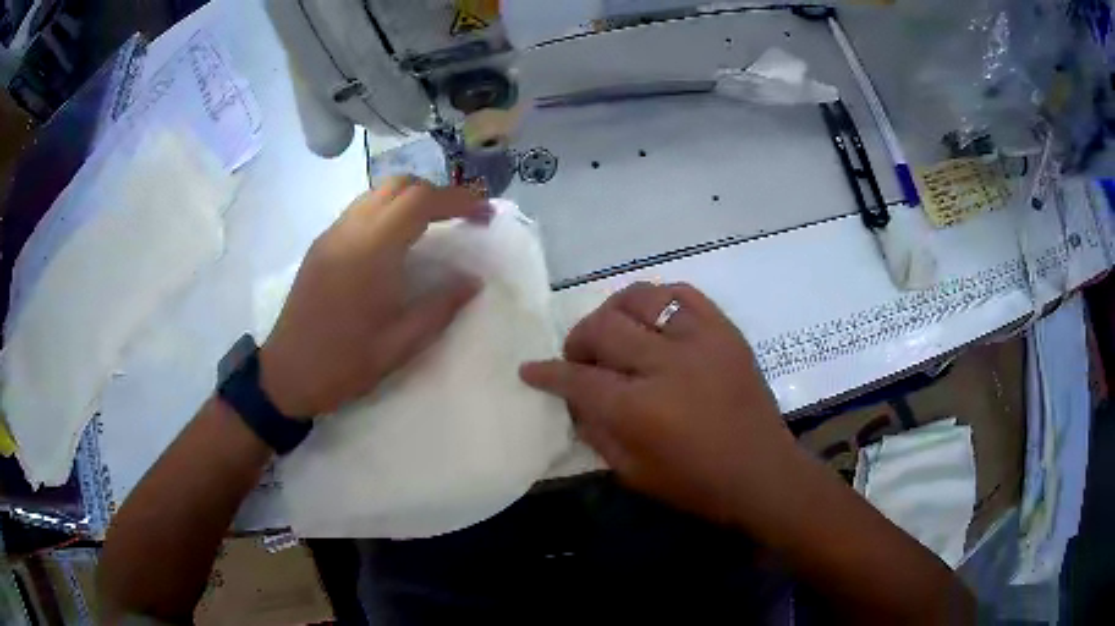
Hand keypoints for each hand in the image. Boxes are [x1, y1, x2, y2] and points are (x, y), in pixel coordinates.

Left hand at [259, 177, 490, 417]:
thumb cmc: (344, 364)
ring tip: (434, 224)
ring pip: (377, 193)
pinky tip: (397, 240)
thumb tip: (473, 281)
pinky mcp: (321, 245)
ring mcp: (332, 235)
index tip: (483, 212)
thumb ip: (440, 308)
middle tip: (461, 217)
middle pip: (399, 185)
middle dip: (436, 193)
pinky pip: (360, 209)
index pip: (420, 201)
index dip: (457, 199)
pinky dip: (388, 210)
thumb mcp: (399, 345)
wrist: (287, 374)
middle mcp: (350, 231)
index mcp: (371, 253)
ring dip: (410, 198)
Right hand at [521, 282, 802, 528]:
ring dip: (614, 313)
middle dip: (579, 341)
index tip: (531, 369)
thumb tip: (574, 398)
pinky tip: (653, 320)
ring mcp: (699, 340)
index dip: (548, 373)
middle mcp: (665, 364)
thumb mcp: (632, 473)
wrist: (762, 472)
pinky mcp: (725, 330)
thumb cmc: (695, 484)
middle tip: (580, 358)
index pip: (578, 378)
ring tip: (615, 333)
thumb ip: (596, 431)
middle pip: (603, 328)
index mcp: (639, 410)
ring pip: (639, 299)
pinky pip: (682, 293)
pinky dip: (658, 300)